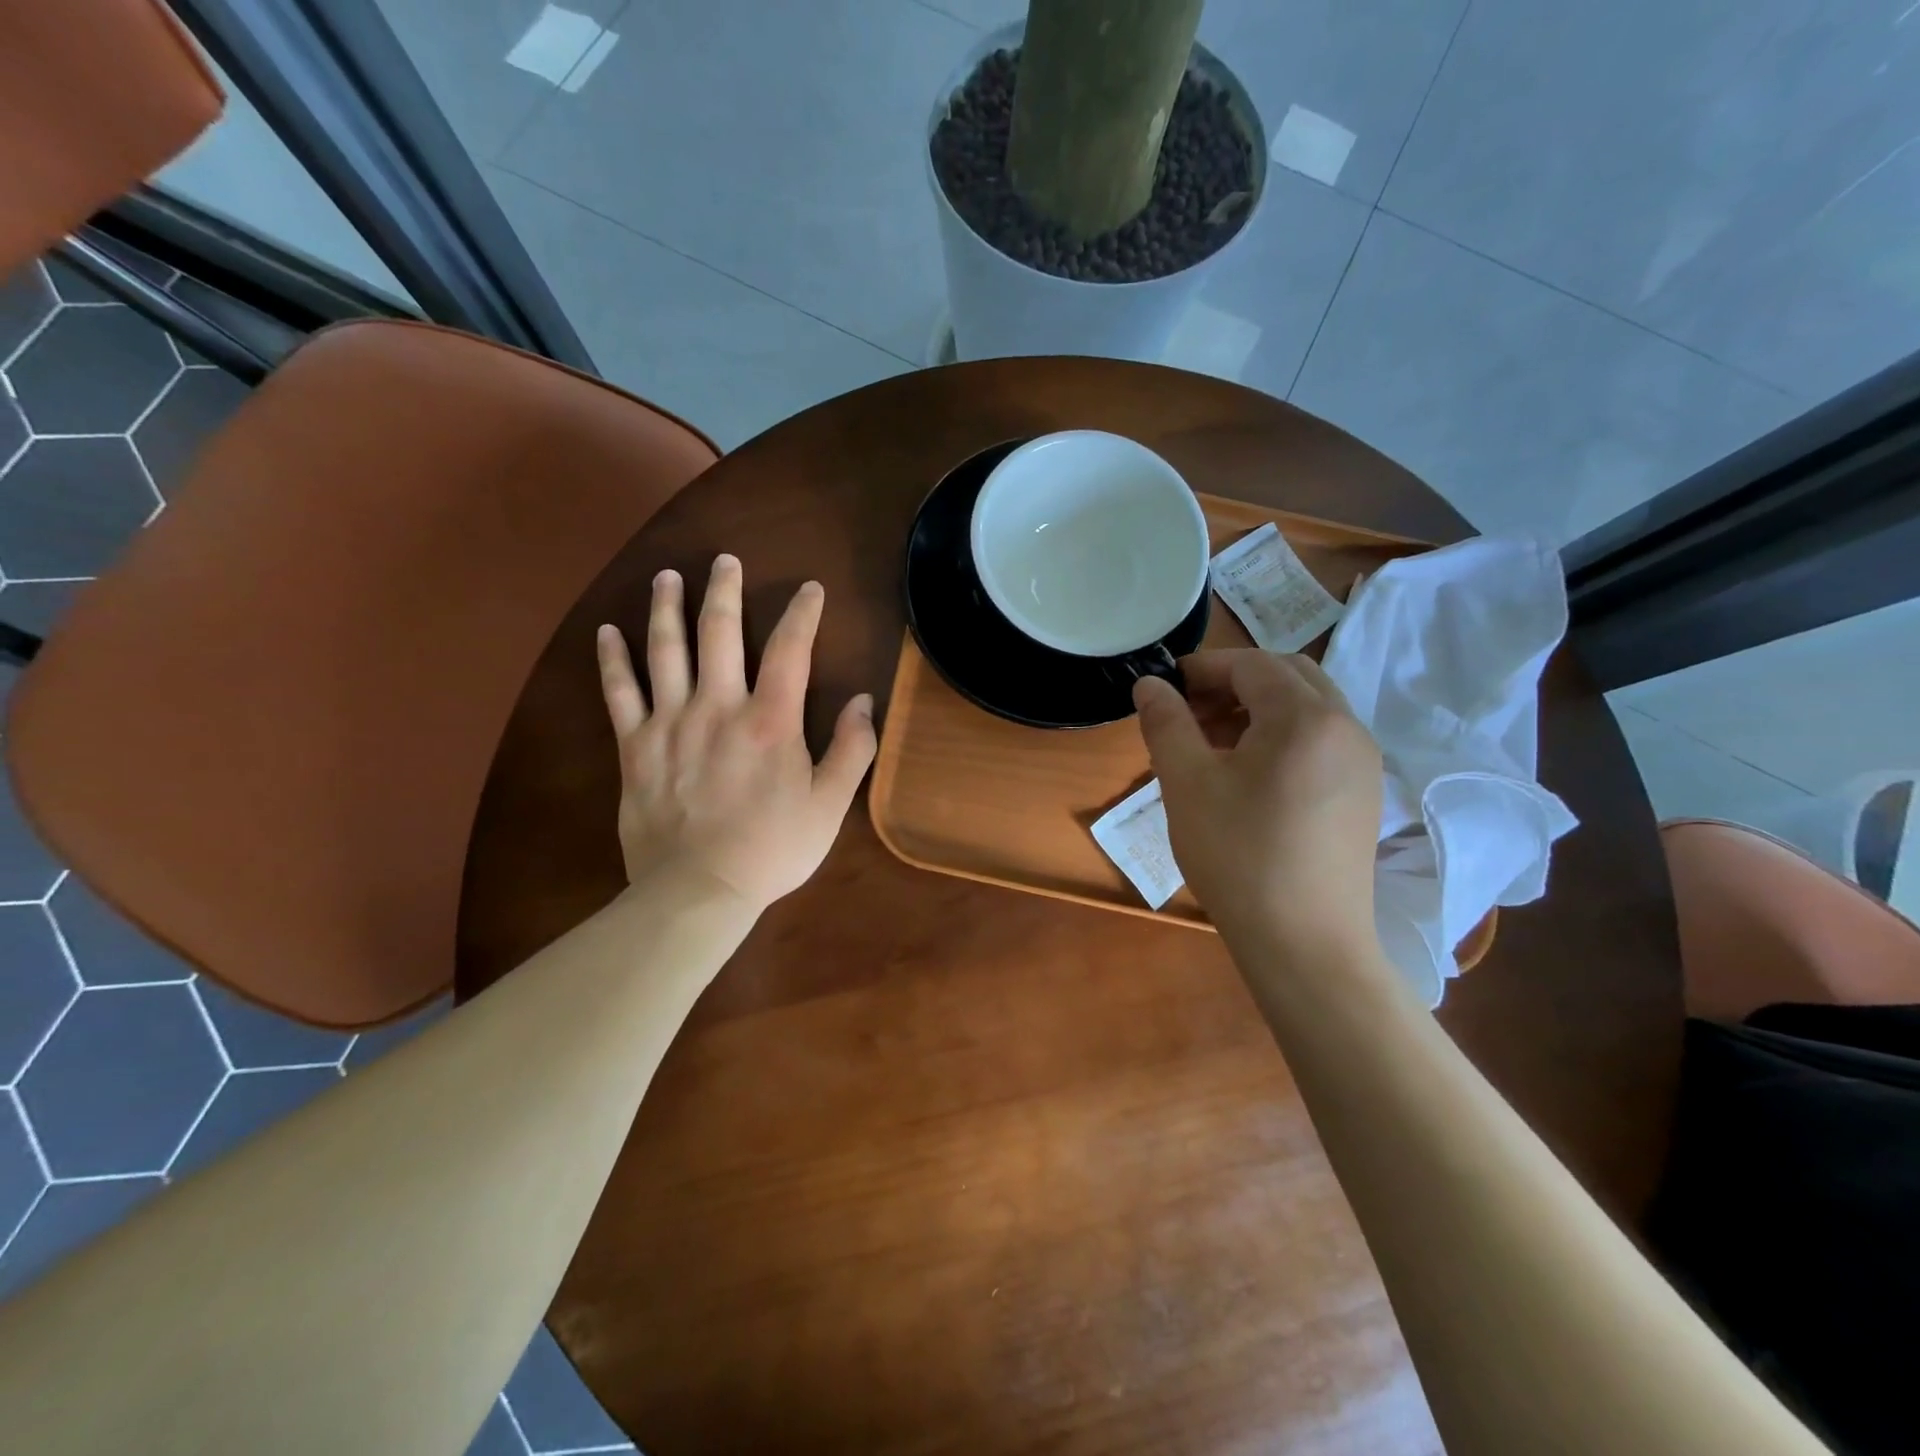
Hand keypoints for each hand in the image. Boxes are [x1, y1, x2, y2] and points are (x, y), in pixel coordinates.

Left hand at [596, 554, 876, 912]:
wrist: (698, 891)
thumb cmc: (772, 849)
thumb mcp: (829, 805)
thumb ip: (852, 750)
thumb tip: (862, 701)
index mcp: (771, 720)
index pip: (790, 649)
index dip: (803, 613)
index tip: (810, 589)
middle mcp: (719, 706)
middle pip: (720, 632)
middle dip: (725, 590)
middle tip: (725, 561)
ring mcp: (670, 722)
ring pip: (665, 649)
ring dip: (666, 607)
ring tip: (667, 576)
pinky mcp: (635, 746)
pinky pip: (619, 693)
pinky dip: (612, 659)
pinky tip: (607, 631)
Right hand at [1134, 650, 1382, 957]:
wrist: (1304, 942)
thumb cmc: (1238, 855)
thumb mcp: (1186, 784)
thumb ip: (1166, 723)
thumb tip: (1149, 685)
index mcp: (1305, 717)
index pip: (1251, 665)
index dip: (1204, 668)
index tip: (1165, 688)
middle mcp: (1346, 727)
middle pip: (1288, 676)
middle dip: (1234, 682)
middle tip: (1190, 712)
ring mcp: (1363, 762)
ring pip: (1308, 708)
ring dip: (1259, 708)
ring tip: (1213, 744)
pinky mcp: (1364, 794)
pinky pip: (1322, 740)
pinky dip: (1283, 735)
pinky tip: (1250, 775)